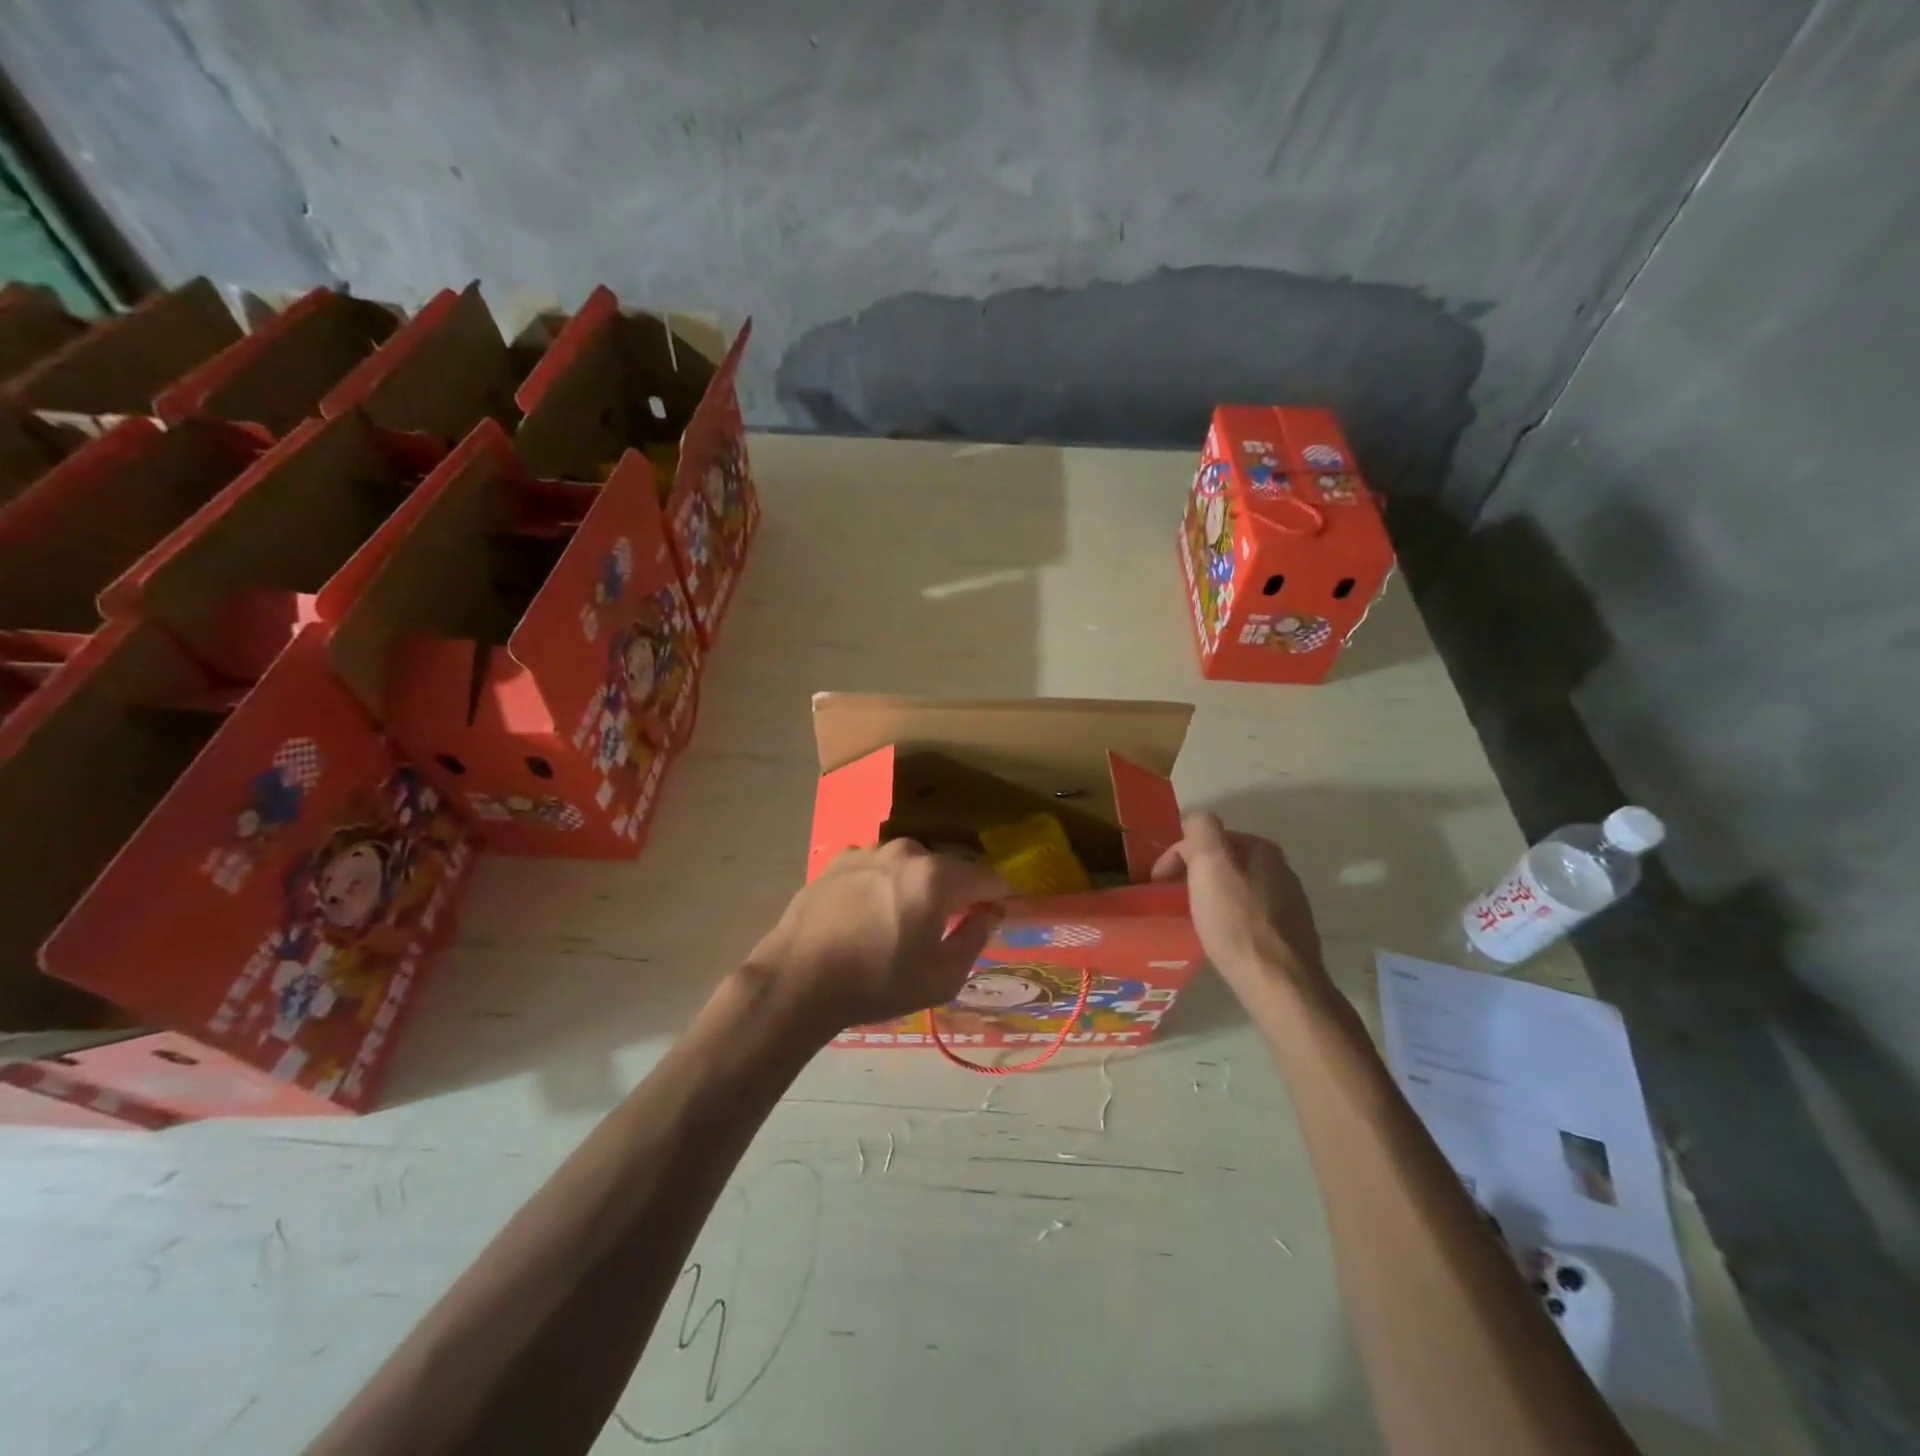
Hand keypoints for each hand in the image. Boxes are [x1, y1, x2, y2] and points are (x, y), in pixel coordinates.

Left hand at [751, 839, 1009, 1033]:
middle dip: (954, 893)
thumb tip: (990, 913)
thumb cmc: (876, 983)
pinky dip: (882, 884)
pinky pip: (877, 868)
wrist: (797, 980)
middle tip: (945, 927)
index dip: (1000, 895)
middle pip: (947, 869)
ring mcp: (869, 850)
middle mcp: (906, 851)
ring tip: (899, 922)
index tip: (1001, 912)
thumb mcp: (940, 977)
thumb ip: (974, 938)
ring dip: (915, 886)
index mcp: (936, 876)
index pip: (987, 877)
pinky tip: (866, 914)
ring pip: (909, 866)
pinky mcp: (839, 859)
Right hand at [1151, 812, 1325, 985]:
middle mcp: (1281, 870)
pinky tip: (1222, 937)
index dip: (1177, 855)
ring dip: (1212, 896)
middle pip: (1225, 862)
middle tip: (1172, 899)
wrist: (1279, 984)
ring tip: (1193, 918)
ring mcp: (1290, 903)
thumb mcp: (1210, 864)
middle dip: (1195, 874)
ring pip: (1237, 888)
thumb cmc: (1236, 922)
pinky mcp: (1290, 935)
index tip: (1157, 882)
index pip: (1209, 837)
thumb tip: (1194, 820)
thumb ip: (1201, 830)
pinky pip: (1249, 915)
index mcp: (1262, 849)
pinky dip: (1229, 918)